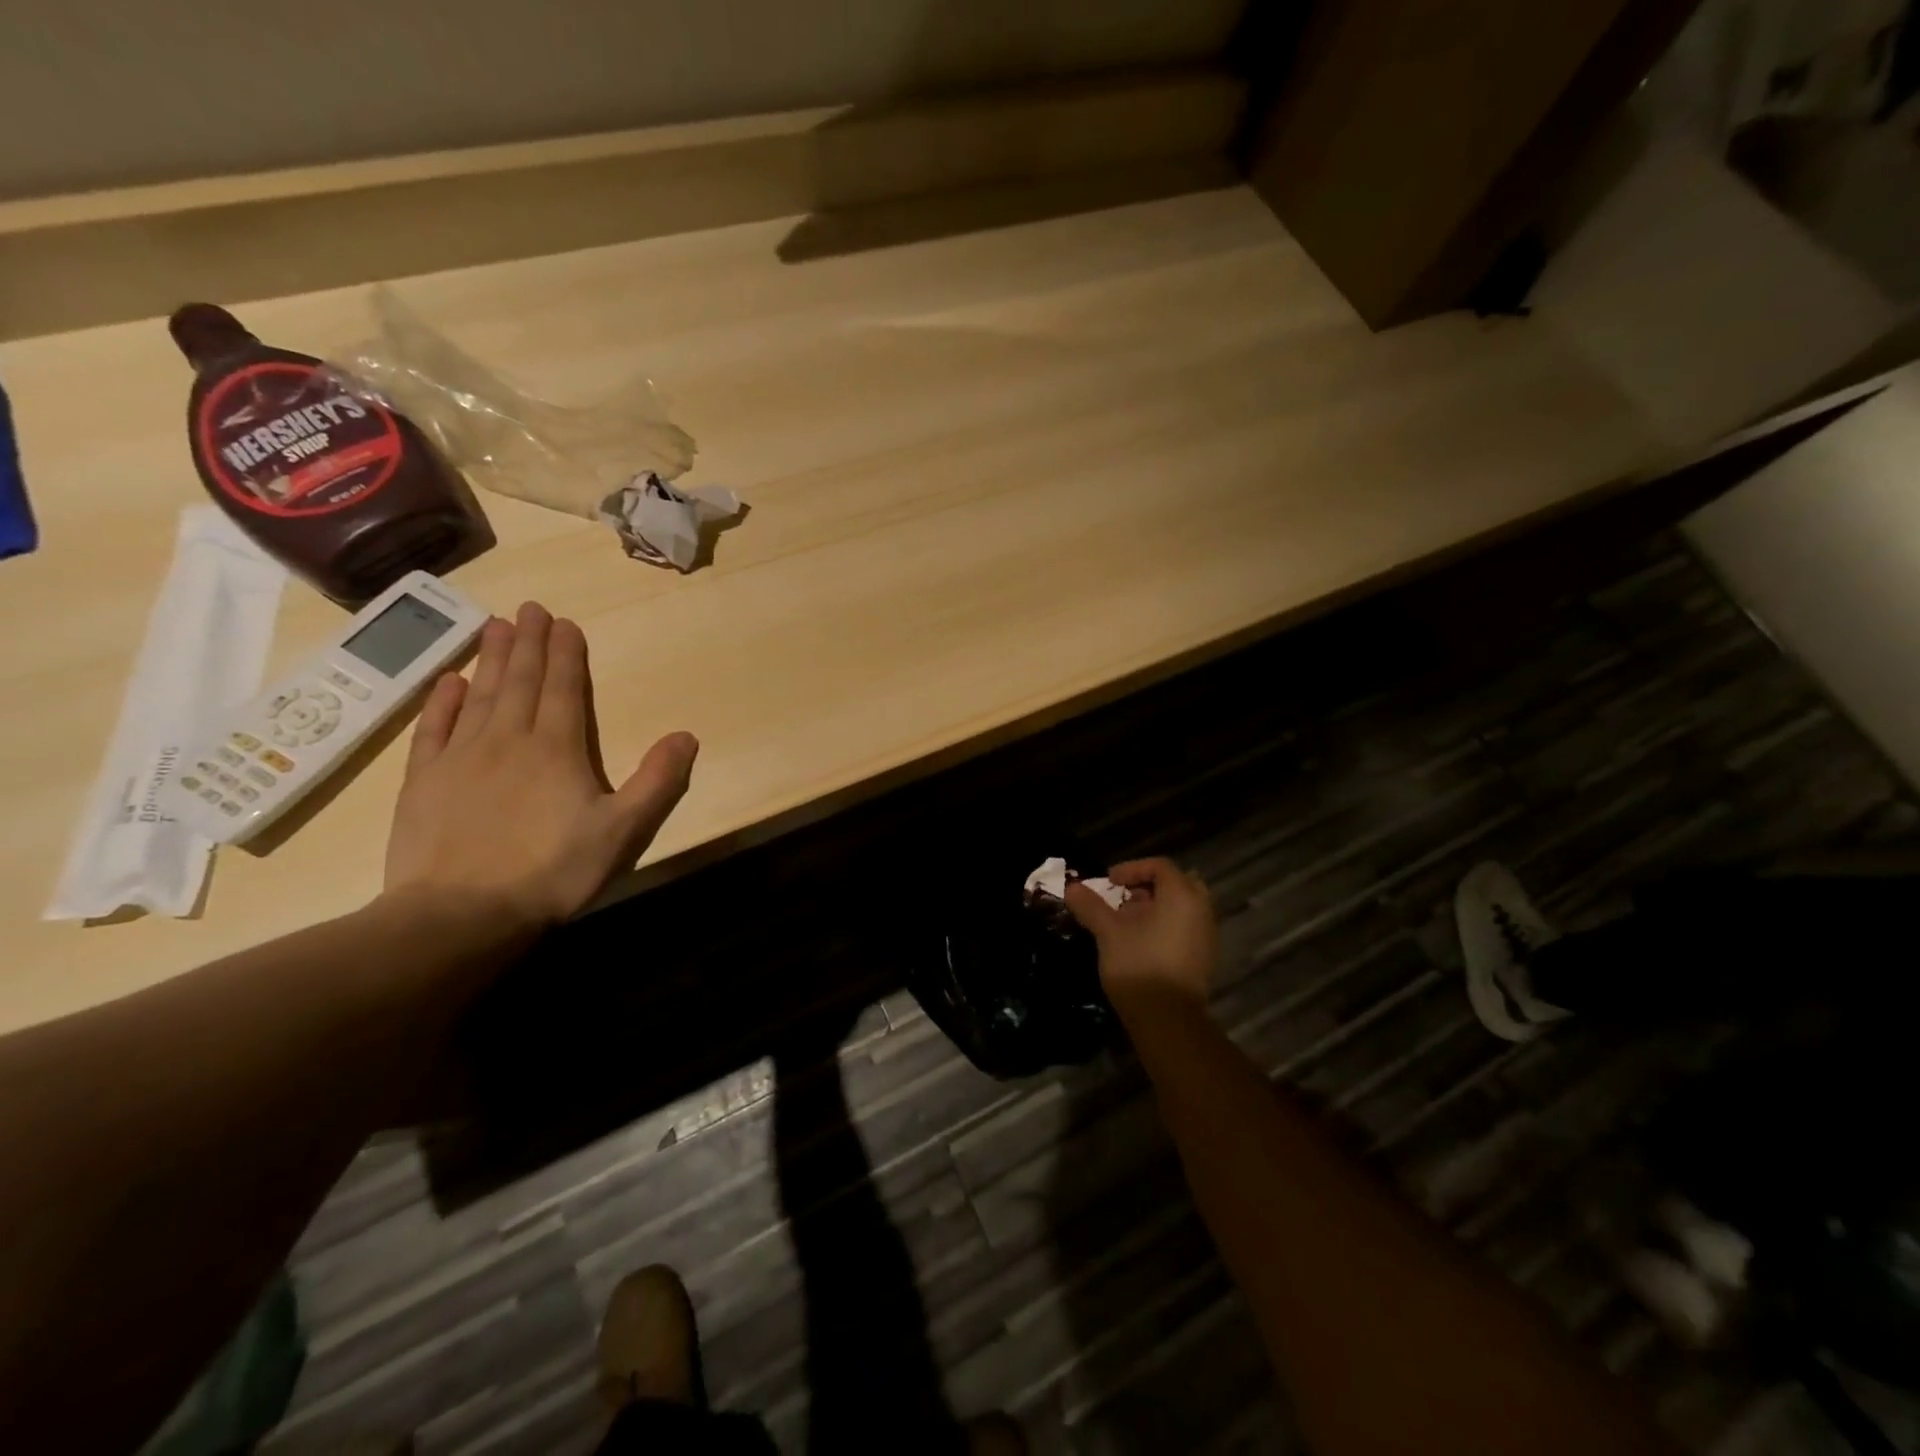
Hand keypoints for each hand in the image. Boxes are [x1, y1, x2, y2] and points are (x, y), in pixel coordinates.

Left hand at [383, 602, 697, 930]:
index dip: (566, 654)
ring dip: (489, 659)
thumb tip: (686, 736)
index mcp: (557, 749)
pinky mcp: (424, 781)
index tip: (564, 622)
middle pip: (520, 682)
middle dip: (528, 643)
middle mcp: (507, 740)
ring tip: (494, 625)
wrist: (461, 914)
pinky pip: (434, 729)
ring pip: (479, 695)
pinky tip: (448, 681)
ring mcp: (460, 758)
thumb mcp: (624, 831)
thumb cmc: (552, 871)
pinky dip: (442, 701)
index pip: (563, 689)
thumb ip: (657, 781)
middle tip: (529, 608)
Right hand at [1065, 858, 1216, 1008]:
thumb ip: (1091, 906)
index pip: (1160, 866)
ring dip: (1156, 907)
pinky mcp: (1204, 957)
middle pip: (1176, 883)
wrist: (1167, 1019)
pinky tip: (1141, 943)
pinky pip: (1186, 927)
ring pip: (1182, 907)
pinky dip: (1166, 925)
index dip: (1131, 868)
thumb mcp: (1108, 931)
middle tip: (1124, 899)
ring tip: (1127, 922)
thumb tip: (1071, 888)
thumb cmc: (1138, 964)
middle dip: (1148, 886)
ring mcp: (1206, 935)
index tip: (1109, 882)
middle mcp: (1201, 910)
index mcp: (1182, 896)